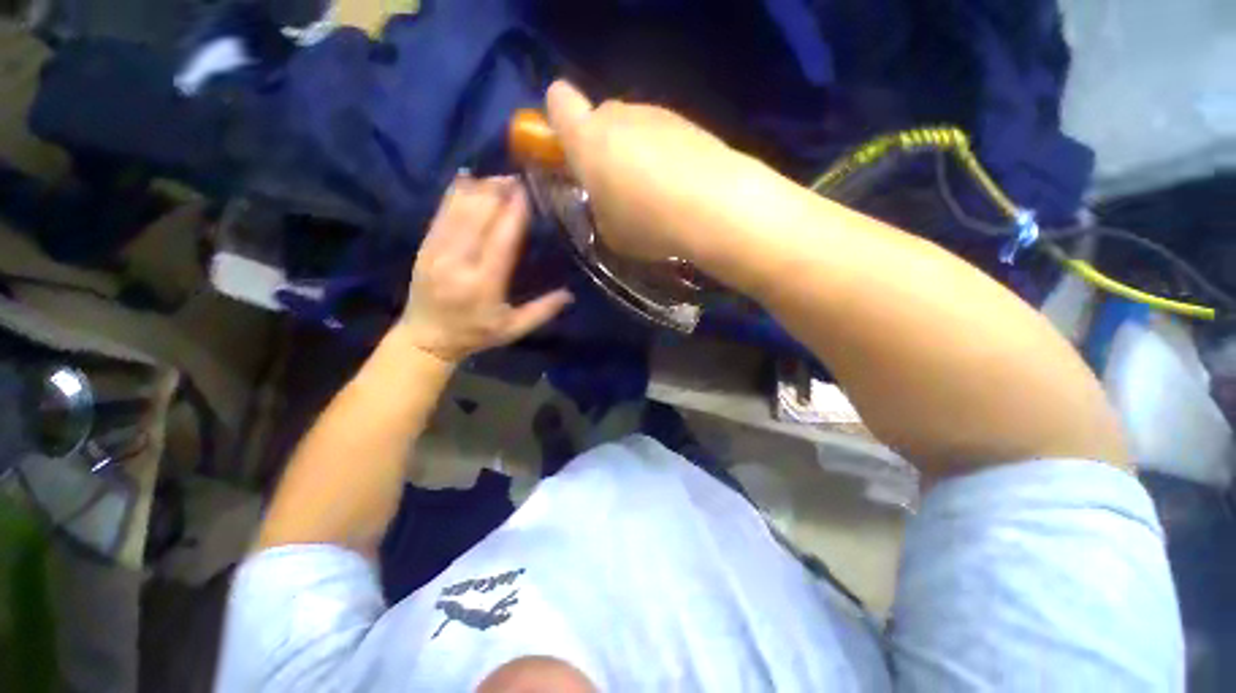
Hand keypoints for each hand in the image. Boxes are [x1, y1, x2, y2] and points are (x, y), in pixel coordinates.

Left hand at [399, 175, 572, 363]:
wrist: (426, 338)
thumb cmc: (475, 335)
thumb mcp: (513, 329)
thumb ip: (542, 312)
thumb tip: (570, 294)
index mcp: (483, 284)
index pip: (502, 240)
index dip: (515, 212)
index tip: (527, 191)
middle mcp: (458, 263)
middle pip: (479, 216)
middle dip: (498, 192)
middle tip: (517, 178)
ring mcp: (437, 251)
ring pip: (458, 209)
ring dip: (479, 189)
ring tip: (499, 177)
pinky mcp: (425, 246)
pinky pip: (440, 212)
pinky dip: (455, 192)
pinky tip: (468, 178)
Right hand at [546, 80, 742, 260]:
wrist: (714, 206)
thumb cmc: (647, 223)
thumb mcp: (608, 231)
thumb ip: (598, 207)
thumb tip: (607, 198)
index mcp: (587, 139)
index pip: (558, 102)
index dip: (558, 121)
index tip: (570, 151)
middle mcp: (619, 115)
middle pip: (600, 118)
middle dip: (603, 147)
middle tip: (616, 187)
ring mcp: (657, 114)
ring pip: (634, 128)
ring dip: (635, 154)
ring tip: (655, 195)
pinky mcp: (690, 122)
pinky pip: (663, 136)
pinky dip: (664, 156)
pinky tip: (679, 188)